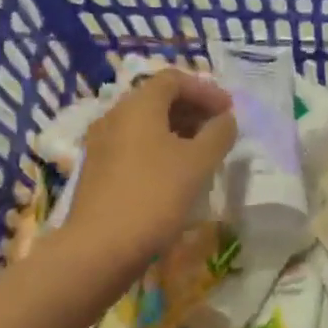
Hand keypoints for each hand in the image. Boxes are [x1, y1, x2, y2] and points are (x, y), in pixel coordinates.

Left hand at [69, 69, 236, 259]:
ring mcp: (102, 144)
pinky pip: (134, 145)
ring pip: (145, 124)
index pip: (173, 79)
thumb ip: (218, 134)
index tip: (229, 111)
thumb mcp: (198, 162)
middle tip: (219, 129)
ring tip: (203, 151)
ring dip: (178, 129)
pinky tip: (176, 172)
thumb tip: (226, 120)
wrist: (100, 248)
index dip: (205, 90)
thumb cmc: (155, 195)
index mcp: (138, 105)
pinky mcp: (98, 170)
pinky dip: (160, 148)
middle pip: (157, 98)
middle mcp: (115, 116)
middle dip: (192, 109)